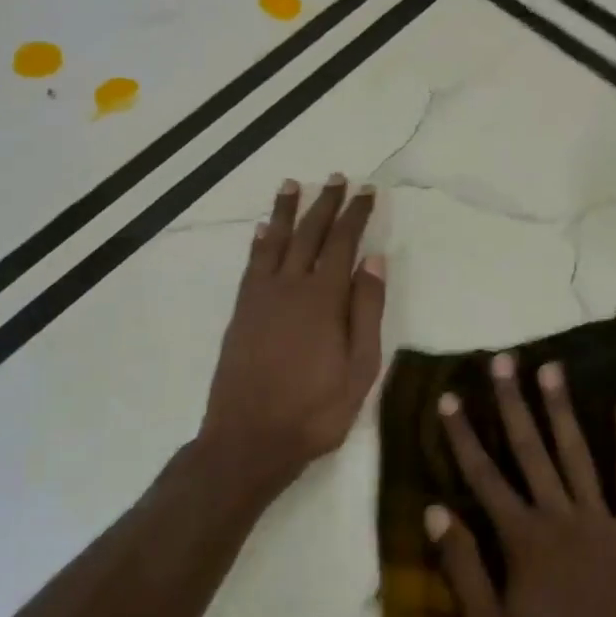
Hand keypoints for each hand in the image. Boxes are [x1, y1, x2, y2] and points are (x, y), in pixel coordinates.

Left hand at [198, 175, 385, 491]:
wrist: (249, 439)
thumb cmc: (315, 410)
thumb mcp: (360, 368)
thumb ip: (366, 311)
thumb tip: (374, 260)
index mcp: (324, 299)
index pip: (343, 243)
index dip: (356, 214)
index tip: (367, 191)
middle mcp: (290, 287)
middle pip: (309, 234)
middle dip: (325, 204)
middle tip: (336, 178)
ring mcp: (260, 298)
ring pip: (274, 242)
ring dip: (285, 211)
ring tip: (293, 184)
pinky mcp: (241, 312)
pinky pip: (251, 265)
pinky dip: (258, 243)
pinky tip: (261, 230)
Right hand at [426, 354, 615, 616]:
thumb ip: (464, 568)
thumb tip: (437, 512)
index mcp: (522, 540)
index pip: (483, 476)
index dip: (463, 435)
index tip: (450, 398)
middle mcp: (560, 516)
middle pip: (530, 449)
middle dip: (512, 402)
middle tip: (502, 360)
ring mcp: (601, 519)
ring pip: (577, 452)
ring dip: (562, 408)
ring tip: (551, 367)